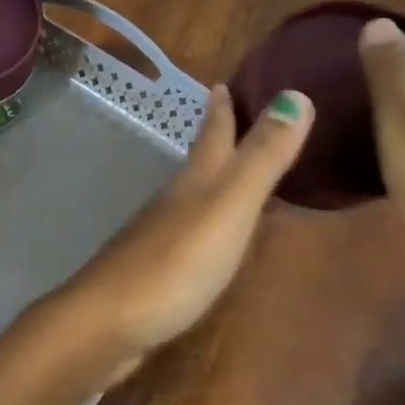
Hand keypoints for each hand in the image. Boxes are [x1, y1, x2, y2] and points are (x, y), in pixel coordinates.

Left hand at [58, 84, 313, 380]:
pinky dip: (205, 225)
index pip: (212, 135)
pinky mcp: (153, 273)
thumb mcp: (228, 207)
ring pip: (190, 198)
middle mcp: (172, 202)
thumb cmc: (175, 264)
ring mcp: (157, 238)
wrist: (108, 322)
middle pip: (198, 162)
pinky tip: (211, 237)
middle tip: (232, 117)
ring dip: (211, 182)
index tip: (223, 82)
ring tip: (233, 175)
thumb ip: (261, 159)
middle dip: (216, 139)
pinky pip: (187, 235)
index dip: (221, 109)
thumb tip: (296, 93)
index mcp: (193, 183)